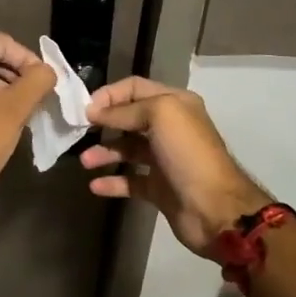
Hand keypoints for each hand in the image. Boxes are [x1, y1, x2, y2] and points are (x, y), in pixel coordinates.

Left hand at [0, 33, 55, 209]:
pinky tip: (1, 125)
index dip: (30, 60)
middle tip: (38, 100)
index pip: (5, 43)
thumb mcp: (16, 108)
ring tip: (23, 115)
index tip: (46, 85)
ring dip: (5, 90)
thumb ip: (38, 81)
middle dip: (18, 76)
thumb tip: (47, 71)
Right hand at [81, 76, 270, 255]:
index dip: (110, 94)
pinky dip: (112, 182)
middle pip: (130, 118)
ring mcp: (165, 159)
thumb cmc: (188, 154)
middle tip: (80, 132)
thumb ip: (125, 111)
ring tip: (86, 161)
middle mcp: (170, 128)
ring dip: (105, 152)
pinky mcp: (159, 187)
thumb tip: (93, 111)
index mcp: (175, 104)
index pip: (135, 88)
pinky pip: (130, 180)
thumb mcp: (160, 116)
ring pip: (128, 149)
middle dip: (104, 123)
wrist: (214, 208)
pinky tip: (95, 185)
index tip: (86, 108)